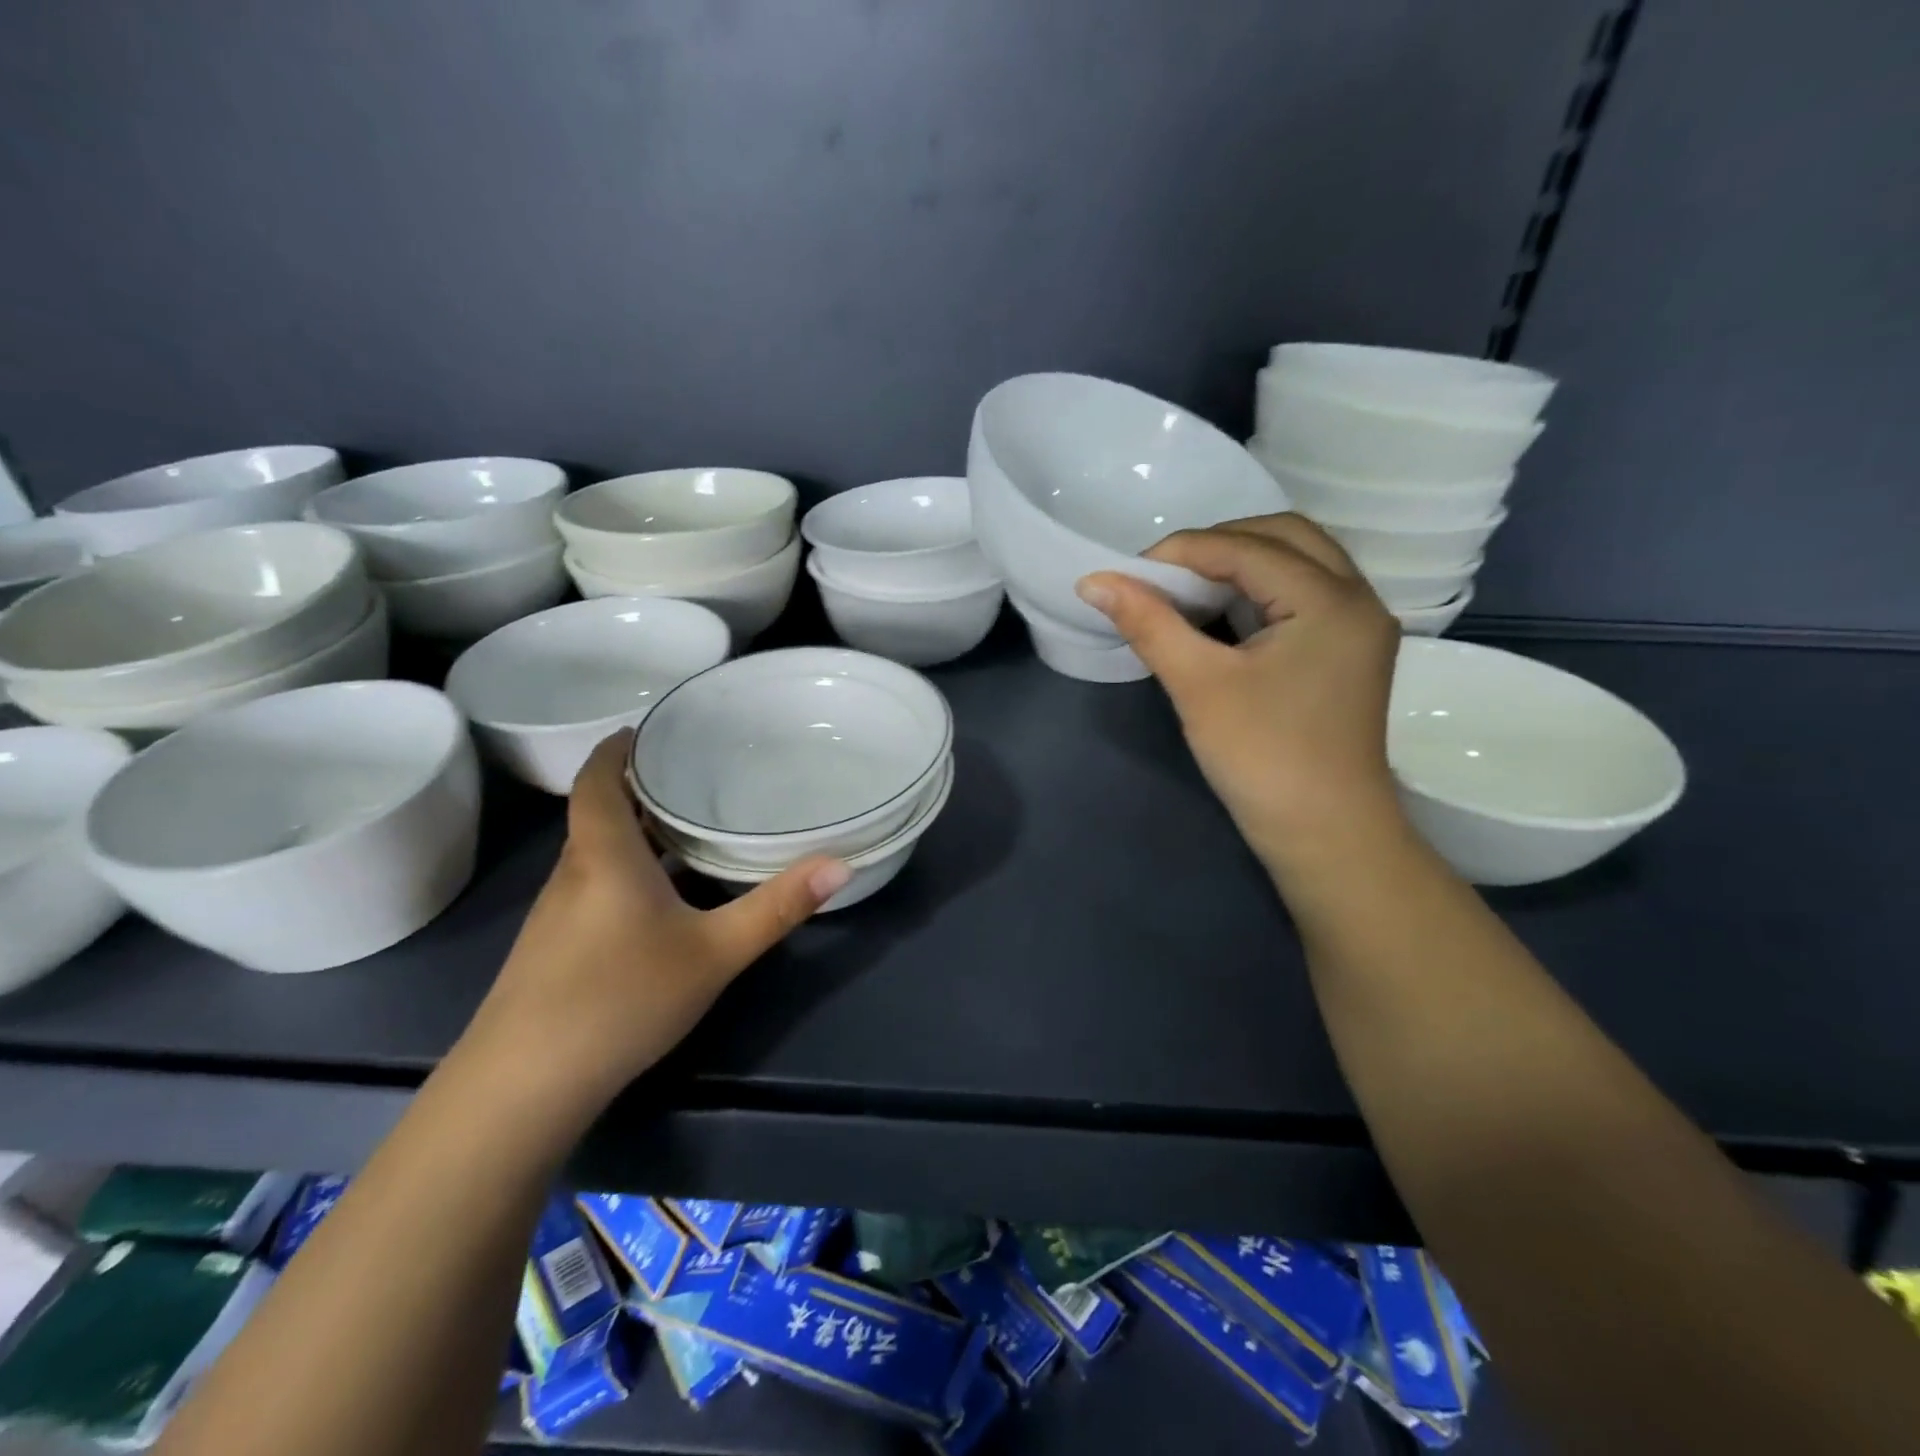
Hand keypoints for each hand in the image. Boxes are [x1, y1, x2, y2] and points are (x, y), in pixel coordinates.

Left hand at [464, 731, 848, 1106]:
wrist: (522, 1088)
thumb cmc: (622, 998)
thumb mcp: (715, 952)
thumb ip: (778, 906)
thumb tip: (840, 864)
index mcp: (604, 855)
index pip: (598, 780)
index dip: (617, 748)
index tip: (649, 729)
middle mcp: (573, 874)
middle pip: (599, 813)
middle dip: (640, 789)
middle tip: (694, 775)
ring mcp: (555, 915)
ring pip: (596, 854)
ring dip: (633, 833)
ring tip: (686, 827)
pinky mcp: (552, 950)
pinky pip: (592, 888)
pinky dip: (625, 872)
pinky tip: (659, 901)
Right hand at [1076, 514, 1405, 878]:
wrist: (1325, 835)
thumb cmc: (1263, 759)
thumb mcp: (1198, 685)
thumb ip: (1149, 623)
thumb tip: (1094, 580)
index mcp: (1330, 600)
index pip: (1246, 548)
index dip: (1181, 552)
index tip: (1129, 574)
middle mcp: (1358, 598)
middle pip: (1284, 537)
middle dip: (1218, 544)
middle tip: (1165, 575)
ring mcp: (1359, 626)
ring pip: (1299, 562)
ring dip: (1242, 562)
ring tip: (1187, 588)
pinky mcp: (1349, 651)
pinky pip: (1304, 593)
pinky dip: (1260, 589)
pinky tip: (1222, 613)